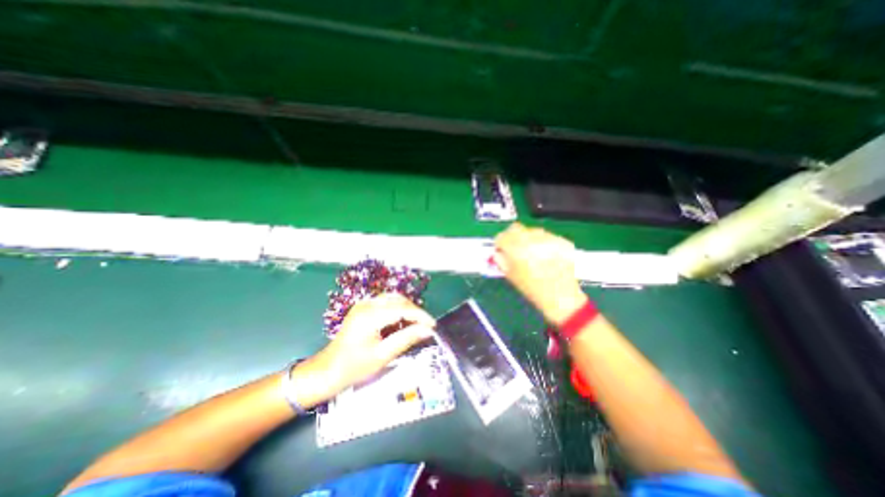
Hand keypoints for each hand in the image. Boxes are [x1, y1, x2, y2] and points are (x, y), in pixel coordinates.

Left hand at [295, 296, 435, 403]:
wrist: (327, 371)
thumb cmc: (353, 367)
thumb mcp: (383, 355)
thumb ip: (406, 339)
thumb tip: (427, 330)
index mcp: (370, 315)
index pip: (402, 308)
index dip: (420, 315)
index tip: (433, 326)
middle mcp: (367, 304)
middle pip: (398, 300)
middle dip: (414, 312)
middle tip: (425, 327)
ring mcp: (363, 305)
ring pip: (393, 300)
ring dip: (406, 310)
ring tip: (415, 326)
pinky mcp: (363, 308)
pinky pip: (386, 304)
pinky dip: (397, 311)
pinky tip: (400, 325)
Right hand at [492, 223, 585, 325]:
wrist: (560, 297)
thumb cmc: (532, 289)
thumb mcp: (511, 276)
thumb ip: (501, 260)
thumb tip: (498, 251)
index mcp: (517, 249)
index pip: (501, 237)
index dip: (499, 244)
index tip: (501, 249)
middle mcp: (532, 240)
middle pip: (516, 228)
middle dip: (512, 236)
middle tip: (514, 247)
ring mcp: (549, 239)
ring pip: (532, 231)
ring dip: (528, 238)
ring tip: (532, 253)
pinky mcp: (562, 241)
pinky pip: (547, 236)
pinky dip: (543, 243)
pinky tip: (546, 255)